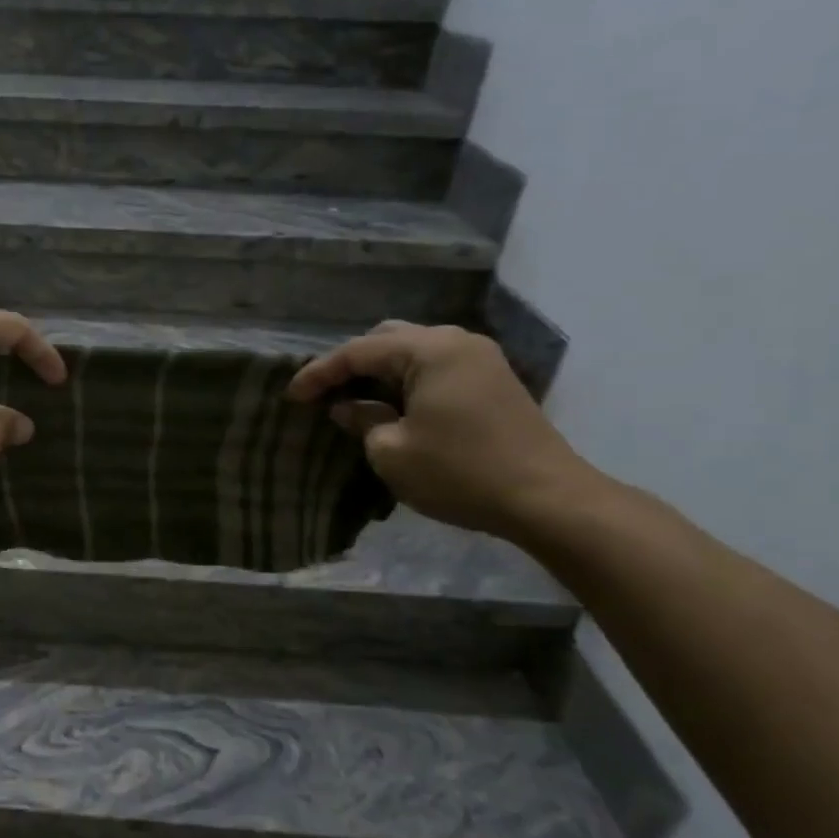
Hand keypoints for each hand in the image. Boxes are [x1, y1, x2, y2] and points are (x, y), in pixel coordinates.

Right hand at [286, 321, 602, 539]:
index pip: (358, 351)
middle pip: (387, 339)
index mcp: (429, 349)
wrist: (547, 499)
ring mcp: (480, 358)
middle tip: (322, 392)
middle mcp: (456, 341)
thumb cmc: (460, 472)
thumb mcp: (391, 452)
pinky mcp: (493, 380)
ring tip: (351, 397)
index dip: (319, 373)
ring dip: (379, 371)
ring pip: (413, 351)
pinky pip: (435, 366)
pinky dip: (405, 379)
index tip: (291, 396)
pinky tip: (390, 403)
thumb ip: (362, 420)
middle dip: (350, 364)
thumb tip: (347, 407)